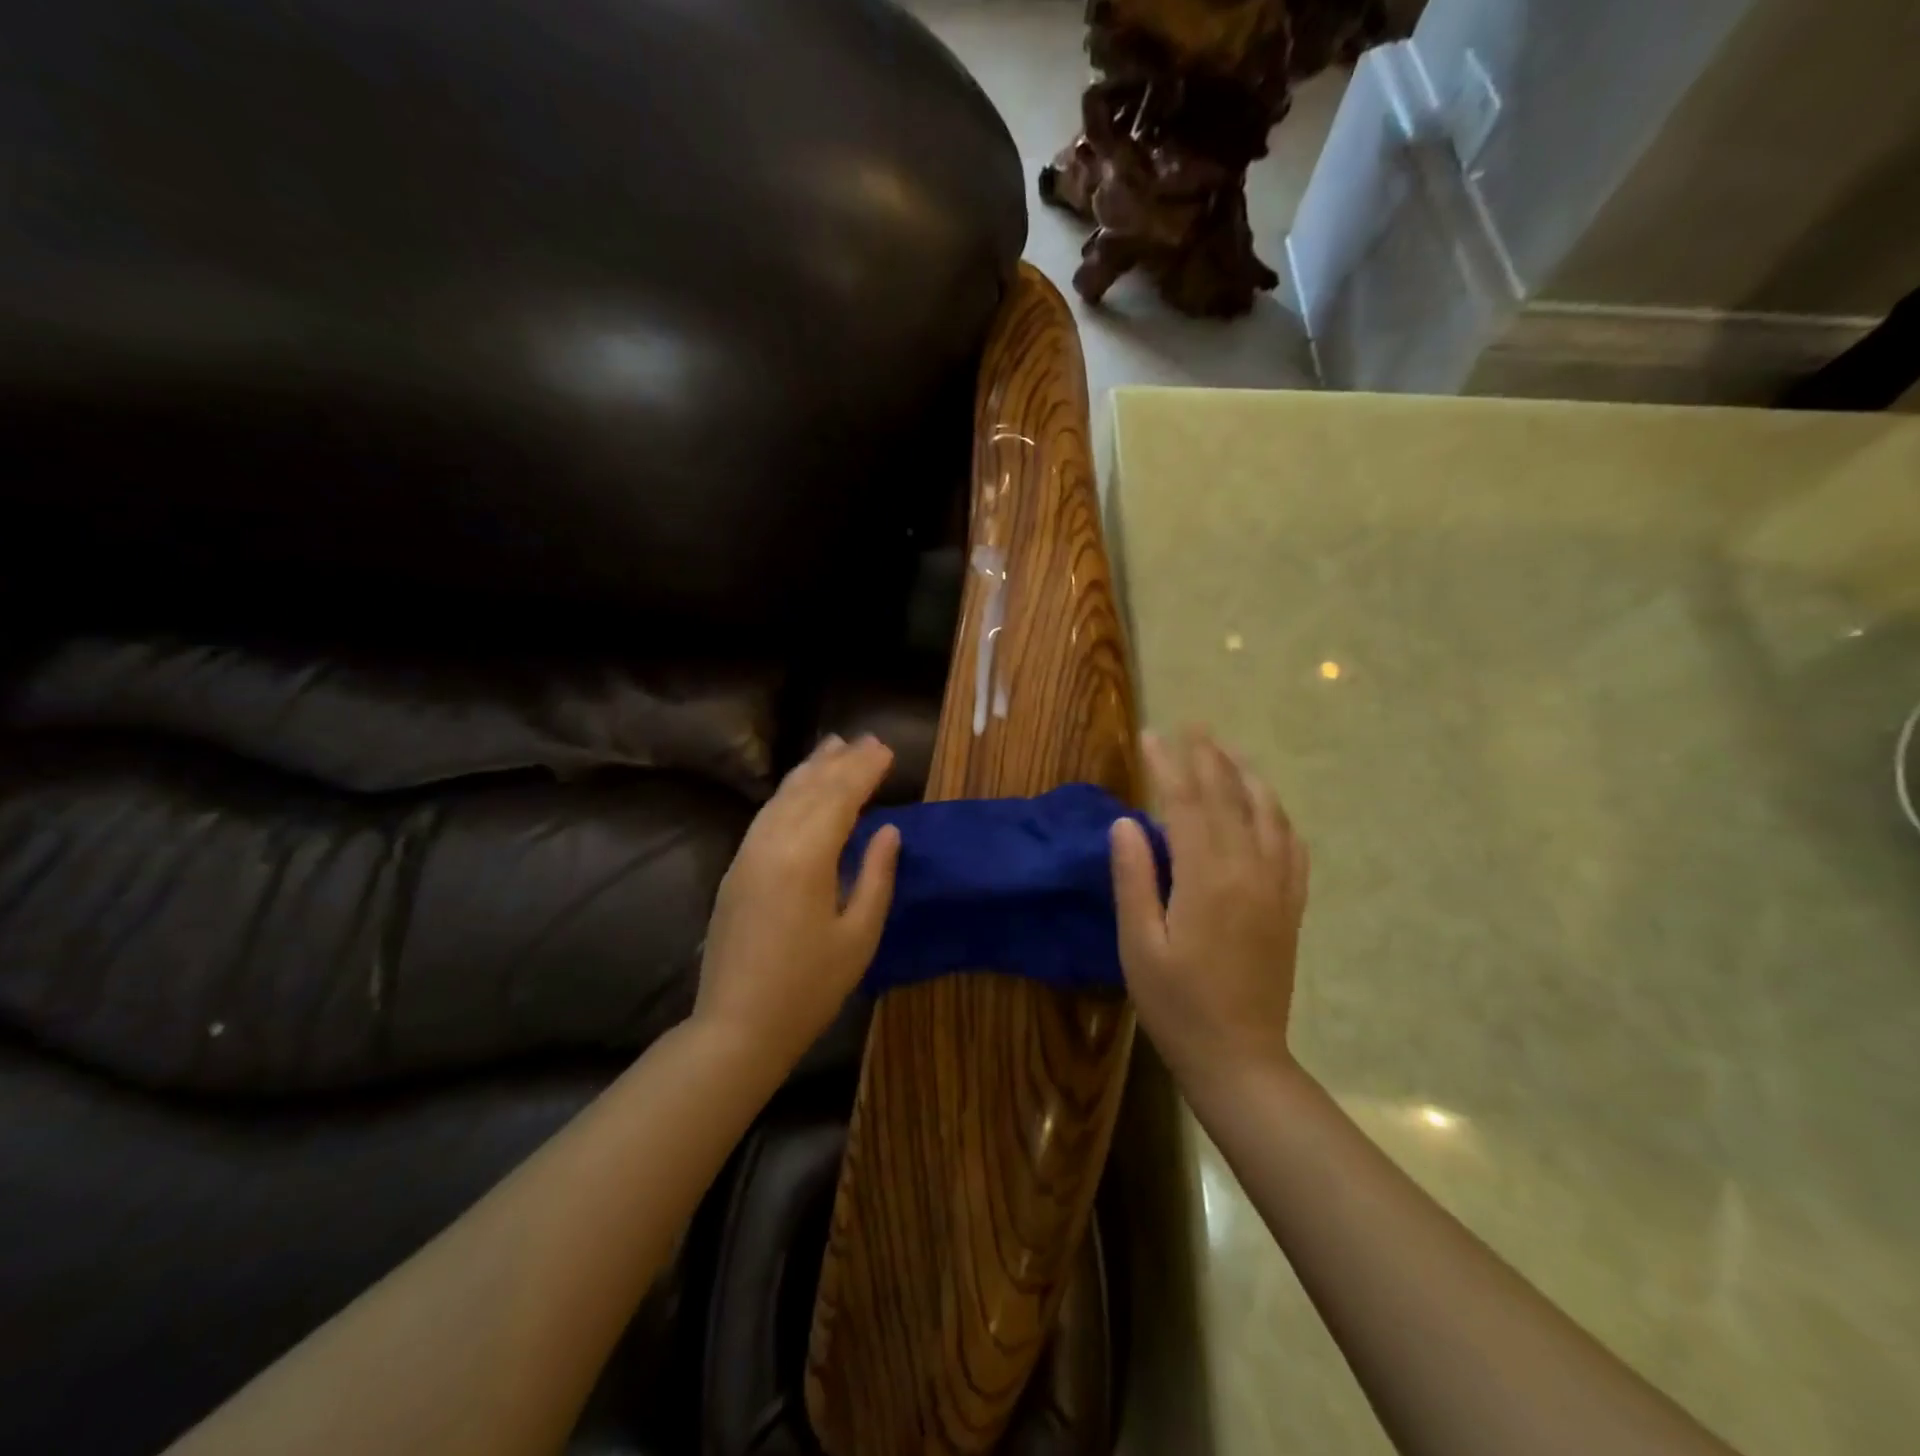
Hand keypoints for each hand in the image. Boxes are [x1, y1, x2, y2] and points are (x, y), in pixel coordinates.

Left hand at [696, 734, 900, 1070]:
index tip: (887, 749)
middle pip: (810, 789)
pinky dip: (788, 792)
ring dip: (811, 769)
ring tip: (834, 746)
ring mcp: (748, 853)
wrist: (736, 1026)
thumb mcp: (859, 936)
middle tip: (869, 740)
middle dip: (842, 762)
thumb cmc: (809, 987)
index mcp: (806, 858)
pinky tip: (800, 787)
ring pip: (783, 796)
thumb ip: (876, 875)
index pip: (840, 797)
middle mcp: (772, 843)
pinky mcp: (736, 868)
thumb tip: (888, 829)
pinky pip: (766, 815)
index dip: (865, 770)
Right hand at [1110, 728, 1309, 1087]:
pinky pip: (1292, 847)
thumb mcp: (1139, 945)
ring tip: (1229, 751)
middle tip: (1193, 724)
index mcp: (1207, 879)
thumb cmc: (1176, 1005)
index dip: (1168, 765)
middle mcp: (1248, 872)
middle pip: (1229, 799)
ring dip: (1247, 776)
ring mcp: (1276, 888)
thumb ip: (1134, 879)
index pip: (1186, 805)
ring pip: (1267, 815)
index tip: (1151, 735)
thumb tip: (1126, 822)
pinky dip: (1278, 816)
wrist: (1240, 1058)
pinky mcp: (1290, 907)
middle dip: (1208, 757)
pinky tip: (1267, 807)